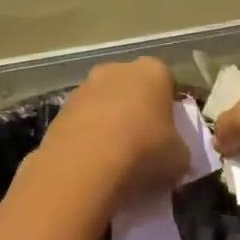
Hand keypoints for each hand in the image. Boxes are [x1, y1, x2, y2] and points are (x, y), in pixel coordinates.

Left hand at [41, 57, 185, 197]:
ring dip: (110, 123)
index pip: (168, 82)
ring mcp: (83, 88)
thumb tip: (175, 155)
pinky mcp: (59, 111)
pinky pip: (82, 123)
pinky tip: (94, 163)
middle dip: (138, 110)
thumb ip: (180, 150)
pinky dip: (88, 137)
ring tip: (116, 157)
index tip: (171, 132)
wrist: (84, 169)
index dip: (170, 107)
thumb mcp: (180, 158)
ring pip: (104, 104)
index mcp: (153, 72)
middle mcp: (116, 69)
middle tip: (145, 143)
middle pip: (133, 88)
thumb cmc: (144, 152)